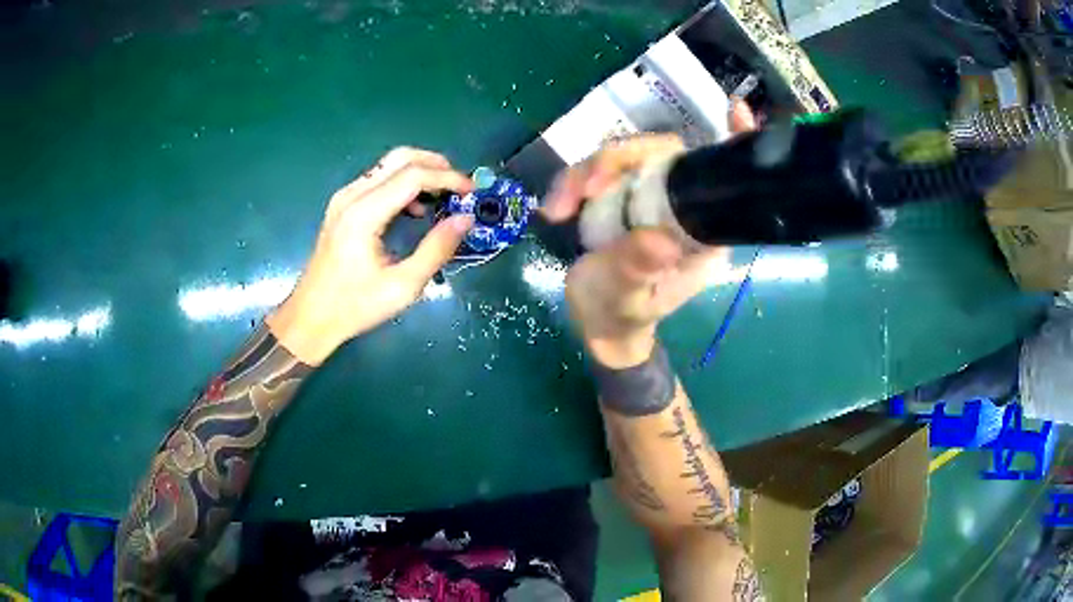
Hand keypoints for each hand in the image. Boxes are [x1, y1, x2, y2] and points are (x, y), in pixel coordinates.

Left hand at [267, 147, 474, 364]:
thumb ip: (436, 249)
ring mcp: (344, 198)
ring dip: (419, 172)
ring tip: (443, 197)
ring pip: (387, 165)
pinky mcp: (342, 205)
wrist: (311, 317)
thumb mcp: (403, 286)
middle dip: (435, 164)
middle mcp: (352, 196)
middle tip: (460, 185)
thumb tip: (466, 219)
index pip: (412, 176)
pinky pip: (377, 180)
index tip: (472, 192)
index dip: (447, 178)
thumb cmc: (355, 306)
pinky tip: (414, 209)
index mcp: (364, 214)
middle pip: (399, 158)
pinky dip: (402, 183)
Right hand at [544, 102, 755, 367]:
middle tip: (582, 189)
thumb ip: (637, 270)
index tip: (735, 112)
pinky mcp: (621, 195)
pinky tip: (555, 208)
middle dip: (616, 161)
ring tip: (557, 209)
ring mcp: (648, 197)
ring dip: (584, 174)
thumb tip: (658, 239)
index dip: (731, 144)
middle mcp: (680, 206)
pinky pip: (600, 171)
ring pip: (624, 158)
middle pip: (660, 155)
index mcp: (701, 231)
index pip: (719, 178)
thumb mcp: (625, 298)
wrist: (596, 323)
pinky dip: (572, 182)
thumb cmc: (619, 315)